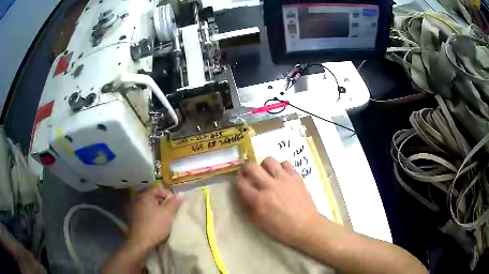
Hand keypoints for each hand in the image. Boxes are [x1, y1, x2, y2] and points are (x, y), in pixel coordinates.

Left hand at [127, 185, 182, 250]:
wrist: (141, 241)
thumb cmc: (155, 225)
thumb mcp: (168, 213)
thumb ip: (174, 203)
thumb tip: (181, 194)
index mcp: (145, 196)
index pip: (158, 189)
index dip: (168, 194)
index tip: (175, 203)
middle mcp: (138, 200)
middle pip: (154, 198)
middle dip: (164, 203)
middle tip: (172, 211)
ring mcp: (135, 210)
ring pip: (150, 206)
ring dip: (158, 210)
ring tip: (166, 218)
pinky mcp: (135, 219)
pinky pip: (146, 213)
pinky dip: (153, 216)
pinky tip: (158, 224)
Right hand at [236, 157, 323, 246]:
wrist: (305, 225)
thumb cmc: (281, 228)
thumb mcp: (259, 223)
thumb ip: (248, 209)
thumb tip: (243, 198)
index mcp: (258, 199)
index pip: (241, 183)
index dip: (238, 183)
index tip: (242, 185)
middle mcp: (269, 185)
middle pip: (251, 167)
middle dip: (246, 169)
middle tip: (250, 174)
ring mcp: (284, 179)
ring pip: (269, 160)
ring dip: (264, 166)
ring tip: (267, 173)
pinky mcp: (296, 177)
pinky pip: (286, 163)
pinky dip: (281, 167)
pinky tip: (282, 175)